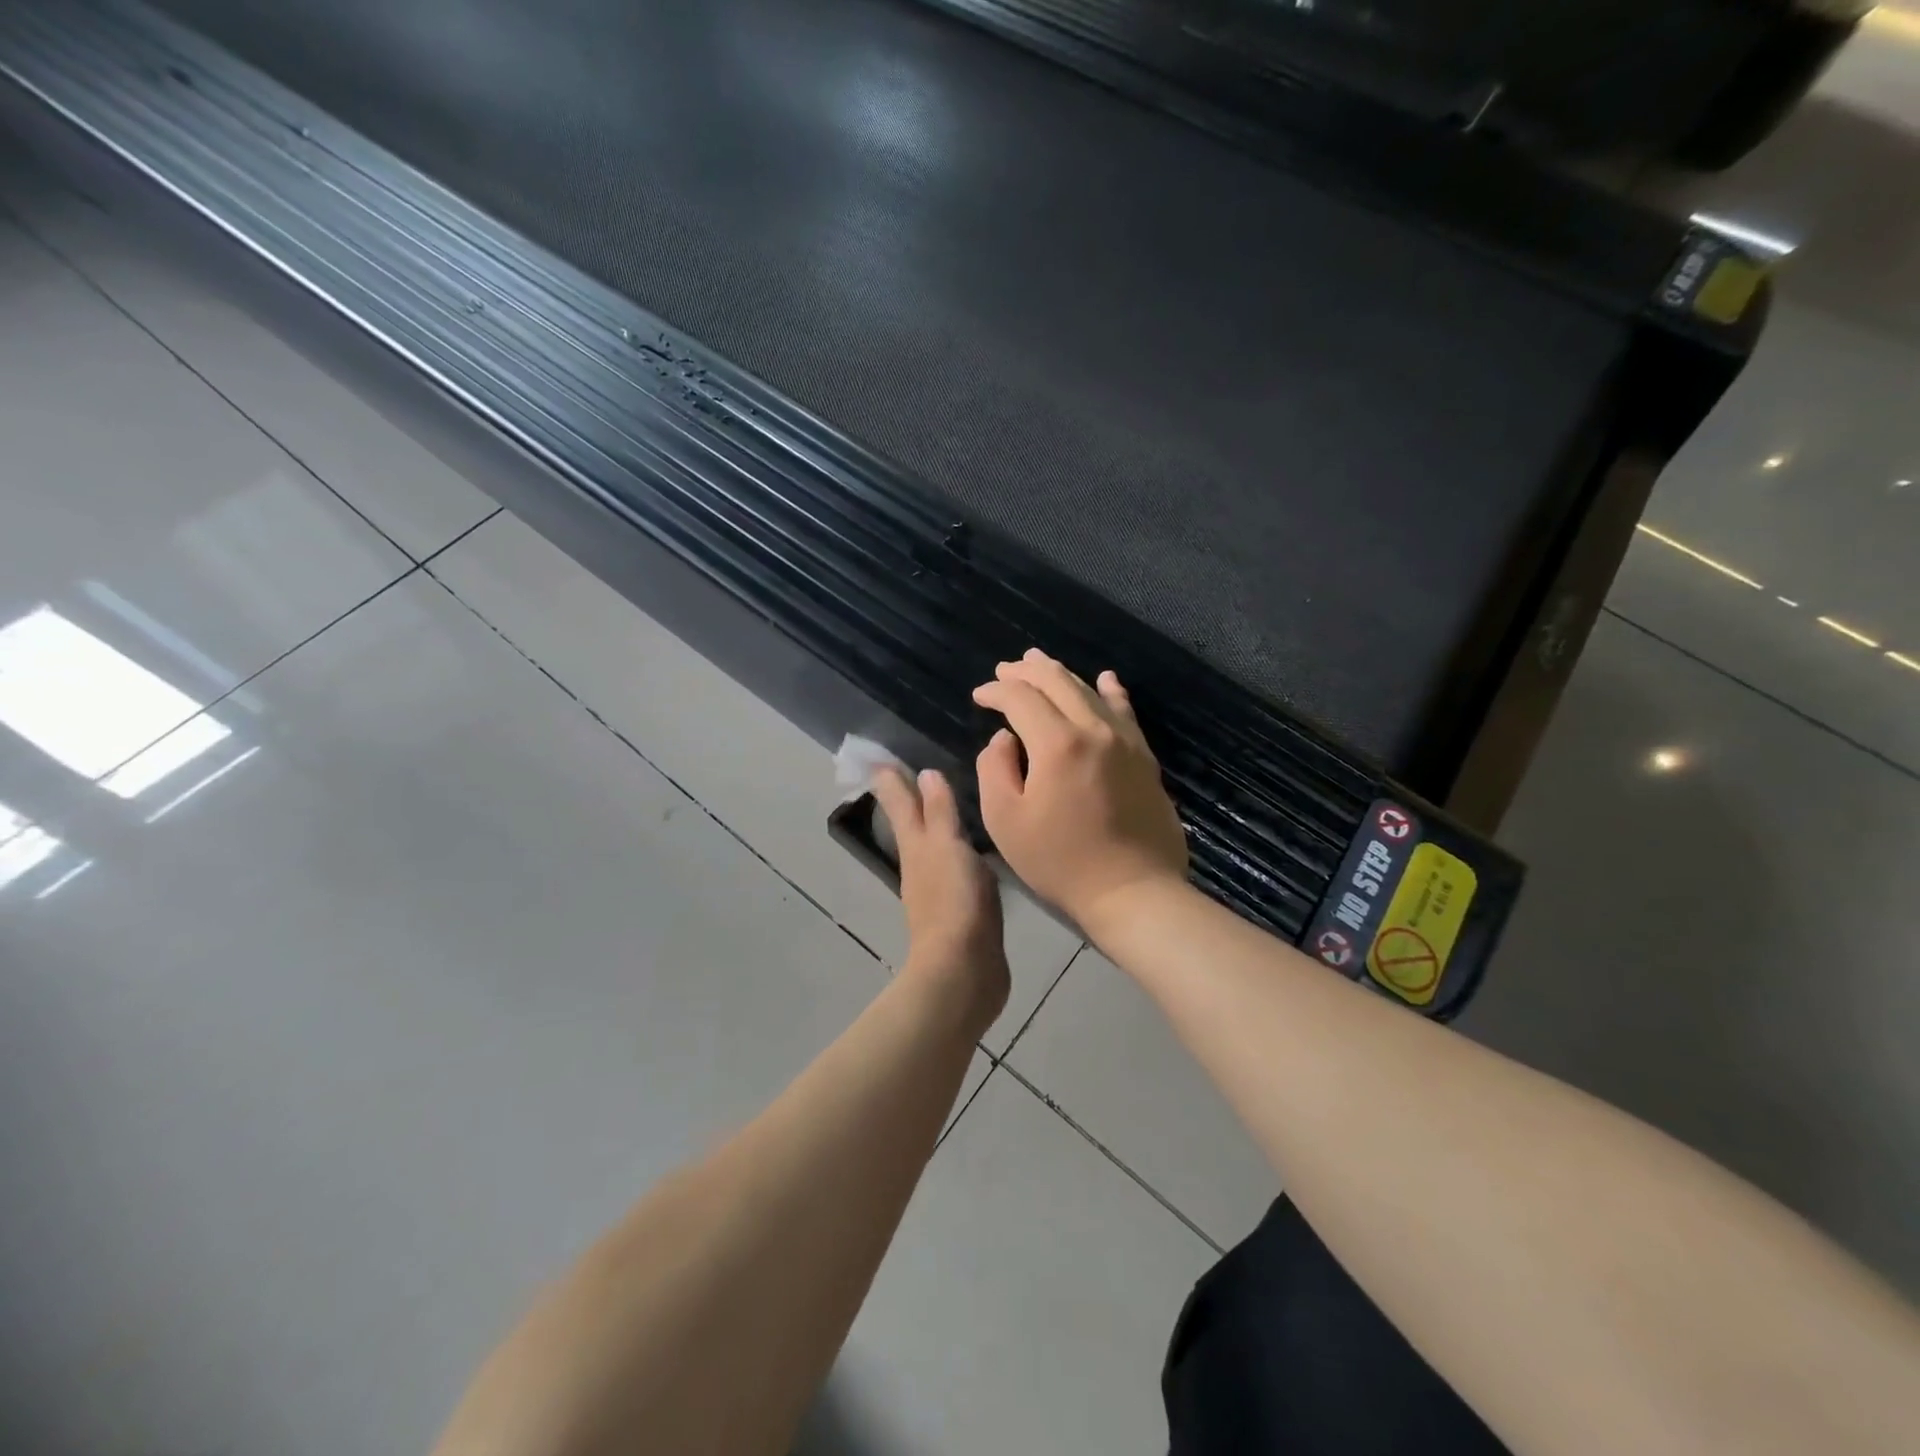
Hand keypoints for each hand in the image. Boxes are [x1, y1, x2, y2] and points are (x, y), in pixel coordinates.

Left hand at [870, 766, 1010, 1024]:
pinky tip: (973, 853)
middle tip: (911, 773)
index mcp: (916, 846)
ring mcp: (938, 890)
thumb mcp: (948, 847)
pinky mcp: (960, 912)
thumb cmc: (955, 902)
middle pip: (911, 823)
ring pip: (932, 846)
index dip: (890, 781)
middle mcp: (921, 865)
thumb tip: (924, 773)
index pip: (899, 804)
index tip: (878, 759)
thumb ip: (940, 812)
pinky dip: (957, 854)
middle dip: (910, 799)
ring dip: (935, 825)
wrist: (963, 971)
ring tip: (948, 805)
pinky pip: (955, 870)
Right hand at [972, 649, 1188, 930]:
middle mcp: (1094, 729)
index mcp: (1057, 743)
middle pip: (1057, 682)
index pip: (1021, 698)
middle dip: (1026, 672)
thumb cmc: (1060, 862)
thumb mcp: (1005, 821)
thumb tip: (1004, 738)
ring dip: (1061, 674)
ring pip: (1090, 690)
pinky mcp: (1144, 756)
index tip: (979, 696)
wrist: (1133, 891)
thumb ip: (995, 769)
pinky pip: (1125, 711)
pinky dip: (1110, 691)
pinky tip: (1105, 679)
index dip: (996, 691)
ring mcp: (1125, 740)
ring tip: (1039, 663)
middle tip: (1005, 670)